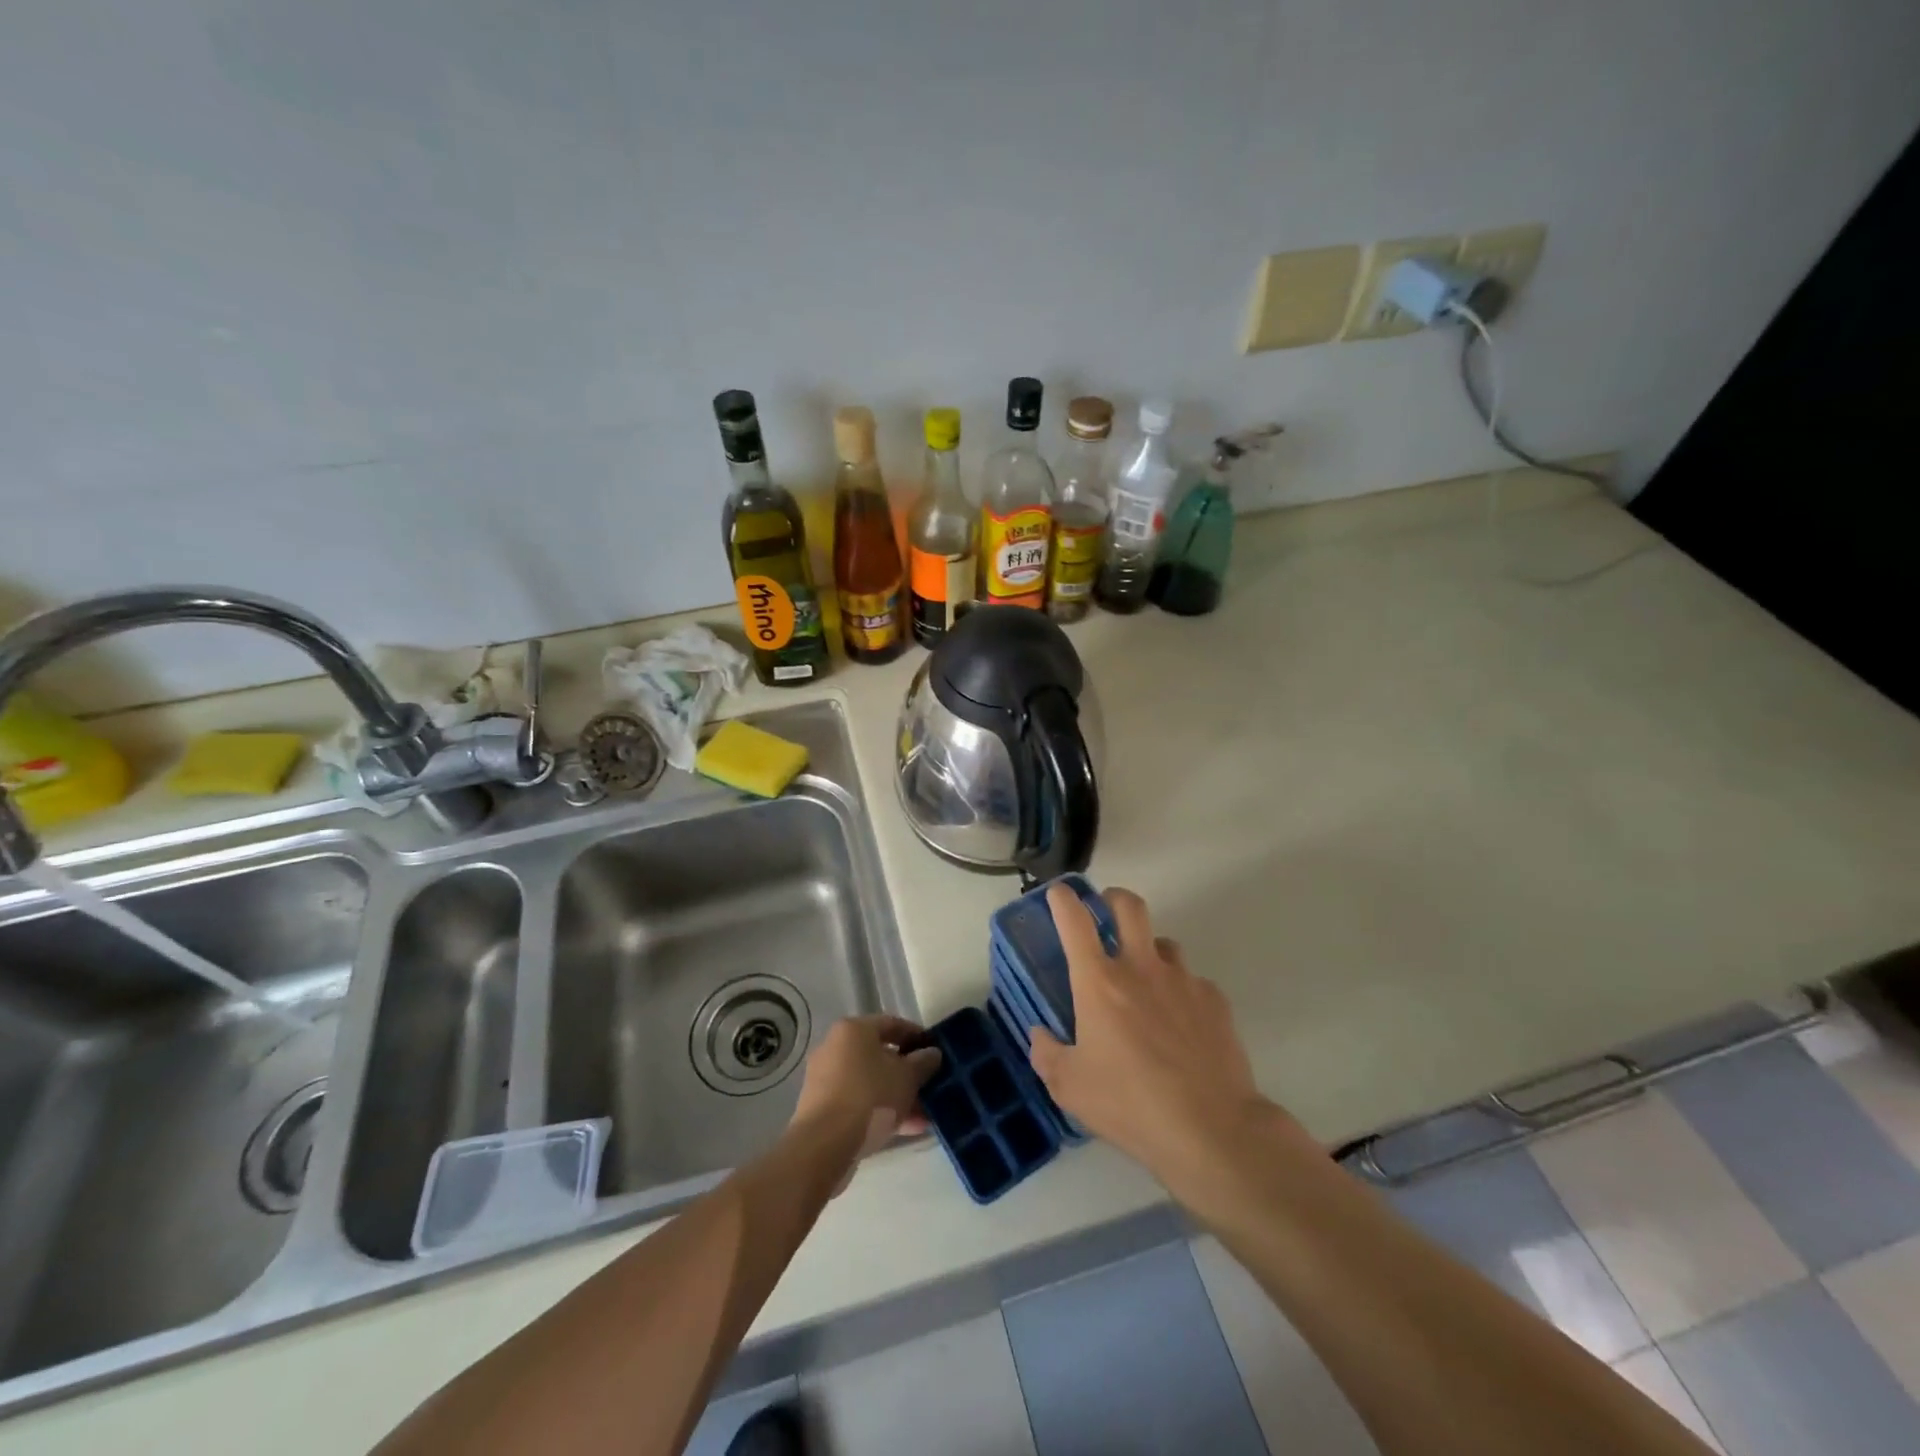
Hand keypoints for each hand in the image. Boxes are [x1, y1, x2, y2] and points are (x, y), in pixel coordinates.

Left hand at [791, 1015, 941, 1192]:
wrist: (824, 1145)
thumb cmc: (870, 1096)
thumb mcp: (907, 1077)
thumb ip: (923, 1062)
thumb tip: (932, 1054)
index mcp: (853, 1030)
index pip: (891, 1024)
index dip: (916, 1036)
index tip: (935, 1051)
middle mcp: (835, 1048)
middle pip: (880, 1055)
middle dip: (907, 1073)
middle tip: (930, 1086)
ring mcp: (826, 1079)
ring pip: (871, 1082)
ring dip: (897, 1096)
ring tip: (924, 1115)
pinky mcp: (822, 1109)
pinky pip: (859, 1102)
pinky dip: (880, 1111)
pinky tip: (906, 1129)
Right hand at [1029, 885, 1278, 1194]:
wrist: (1211, 1129)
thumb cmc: (1129, 1104)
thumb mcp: (1069, 1087)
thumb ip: (1047, 1054)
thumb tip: (1040, 1034)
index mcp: (1099, 982)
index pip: (1074, 921)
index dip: (1063, 899)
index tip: (1059, 893)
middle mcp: (1140, 968)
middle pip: (1129, 906)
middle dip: (1113, 898)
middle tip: (1106, 911)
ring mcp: (1183, 980)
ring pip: (1164, 943)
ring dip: (1149, 951)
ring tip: (1146, 982)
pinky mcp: (1215, 1001)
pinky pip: (1192, 982)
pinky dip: (1180, 992)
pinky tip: (1181, 1026)